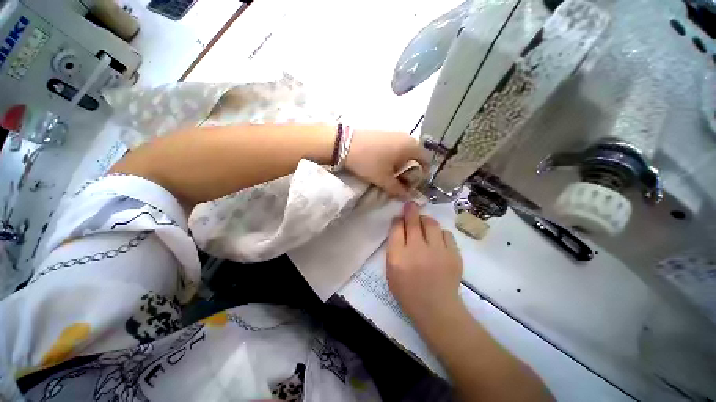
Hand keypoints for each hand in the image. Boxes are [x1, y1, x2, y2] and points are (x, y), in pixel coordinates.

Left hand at [345, 130, 427, 198]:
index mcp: (411, 146)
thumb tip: (409, 197)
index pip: (426, 161)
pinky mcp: (385, 134)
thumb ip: (399, 190)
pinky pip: (396, 147)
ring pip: (405, 152)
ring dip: (402, 165)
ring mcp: (395, 133)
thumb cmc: (369, 162)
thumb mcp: (384, 179)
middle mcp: (407, 137)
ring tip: (392, 175)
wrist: (344, 144)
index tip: (413, 185)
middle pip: (416, 157)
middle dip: (412, 171)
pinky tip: (384, 164)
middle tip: (402, 182)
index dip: (422, 175)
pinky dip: (395, 157)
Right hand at [387, 202, 463, 325]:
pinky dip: (440, 233)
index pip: (396, 228)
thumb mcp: (391, 272)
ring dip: (425, 220)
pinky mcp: (453, 255)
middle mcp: (417, 251)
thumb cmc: (408, 292)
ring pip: (431, 223)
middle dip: (410, 210)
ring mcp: (437, 252)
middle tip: (410, 204)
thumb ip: (393, 248)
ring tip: (424, 222)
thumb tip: (398, 227)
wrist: (437, 310)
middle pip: (413, 222)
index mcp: (398, 257)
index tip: (399, 217)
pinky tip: (437, 239)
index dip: (398, 219)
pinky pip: (446, 234)